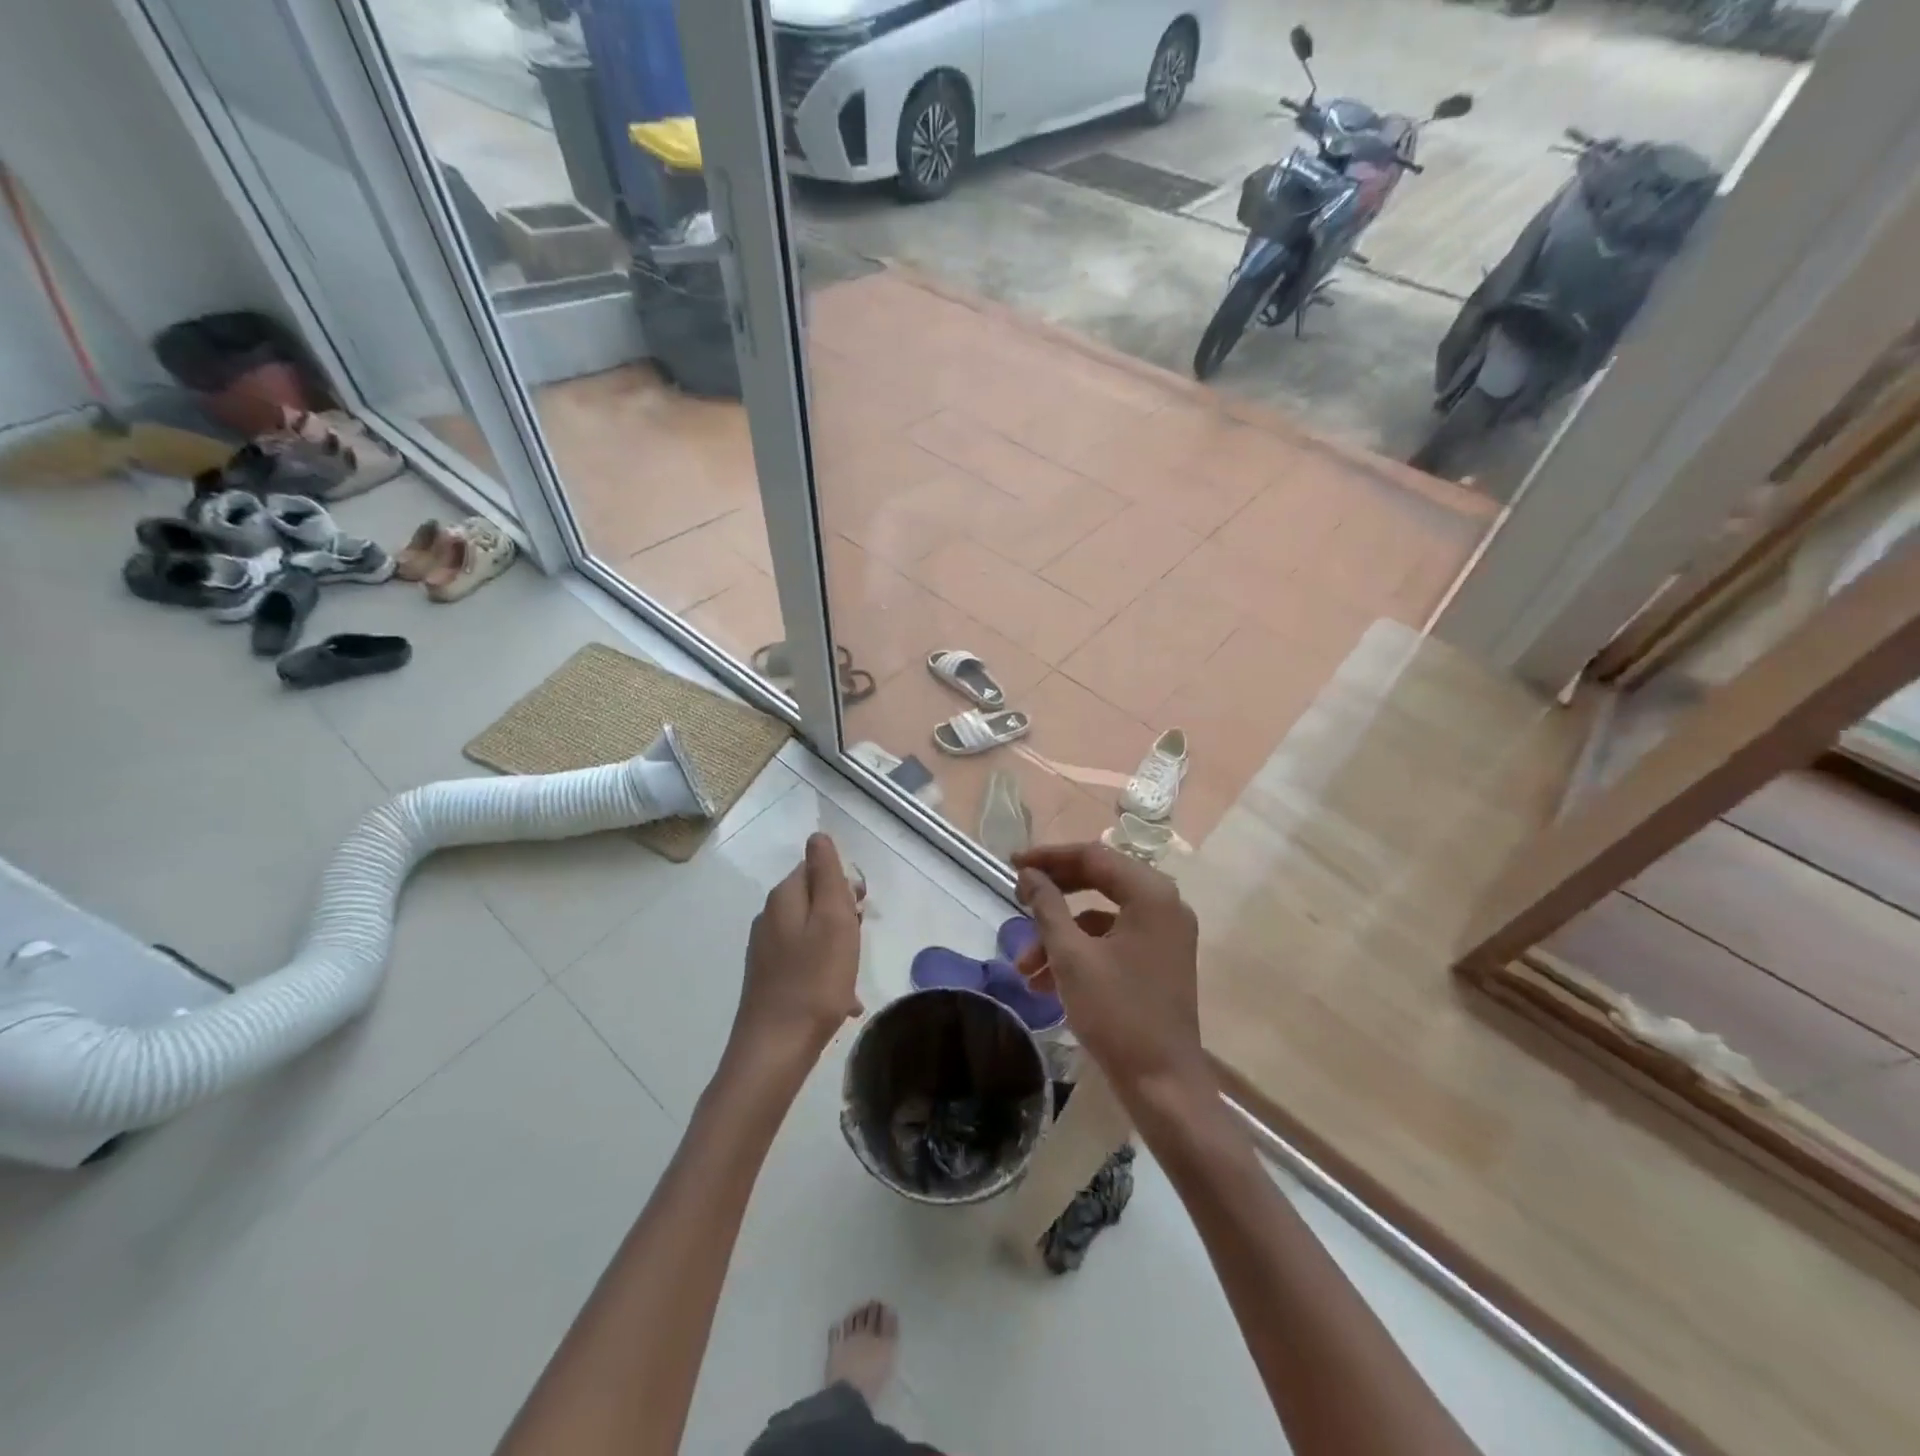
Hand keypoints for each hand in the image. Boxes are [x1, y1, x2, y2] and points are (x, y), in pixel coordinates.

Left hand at [731, 834, 863, 1069]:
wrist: (776, 1048)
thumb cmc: (814, 980)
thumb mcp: (832, 918)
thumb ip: (827, 874)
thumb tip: (818, 836)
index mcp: (784, 898)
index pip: (816, 867)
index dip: (843, 884)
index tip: (860, 911)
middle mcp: (770, 917)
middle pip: (814, 899)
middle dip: (843, 915)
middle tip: (857, 943)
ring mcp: (767, 950)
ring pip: (813, 931)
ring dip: (838, 946)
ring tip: (852, 975)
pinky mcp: (769, 978)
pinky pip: (806, 962)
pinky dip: (827, 972)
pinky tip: (842, 1000)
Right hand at [1011, 843, 1206, 1097]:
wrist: (1163, 1084)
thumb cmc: (1117, 1014)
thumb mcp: (1072, 956)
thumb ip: (1047, 907)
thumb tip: (1028, 874)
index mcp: (1151, 894)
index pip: (1093, 856)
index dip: (1049, 857)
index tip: (1012, 864)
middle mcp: (1165, 905)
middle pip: (1099, 880)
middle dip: (1053, 895)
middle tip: (1016, 899)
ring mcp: (1165, 934)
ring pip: (1101, 916)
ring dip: (1060, 934)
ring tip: (1024, 968)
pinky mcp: (1159, 959)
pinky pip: (1112, 940)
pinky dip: (1080, 953)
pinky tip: (1046, 983)